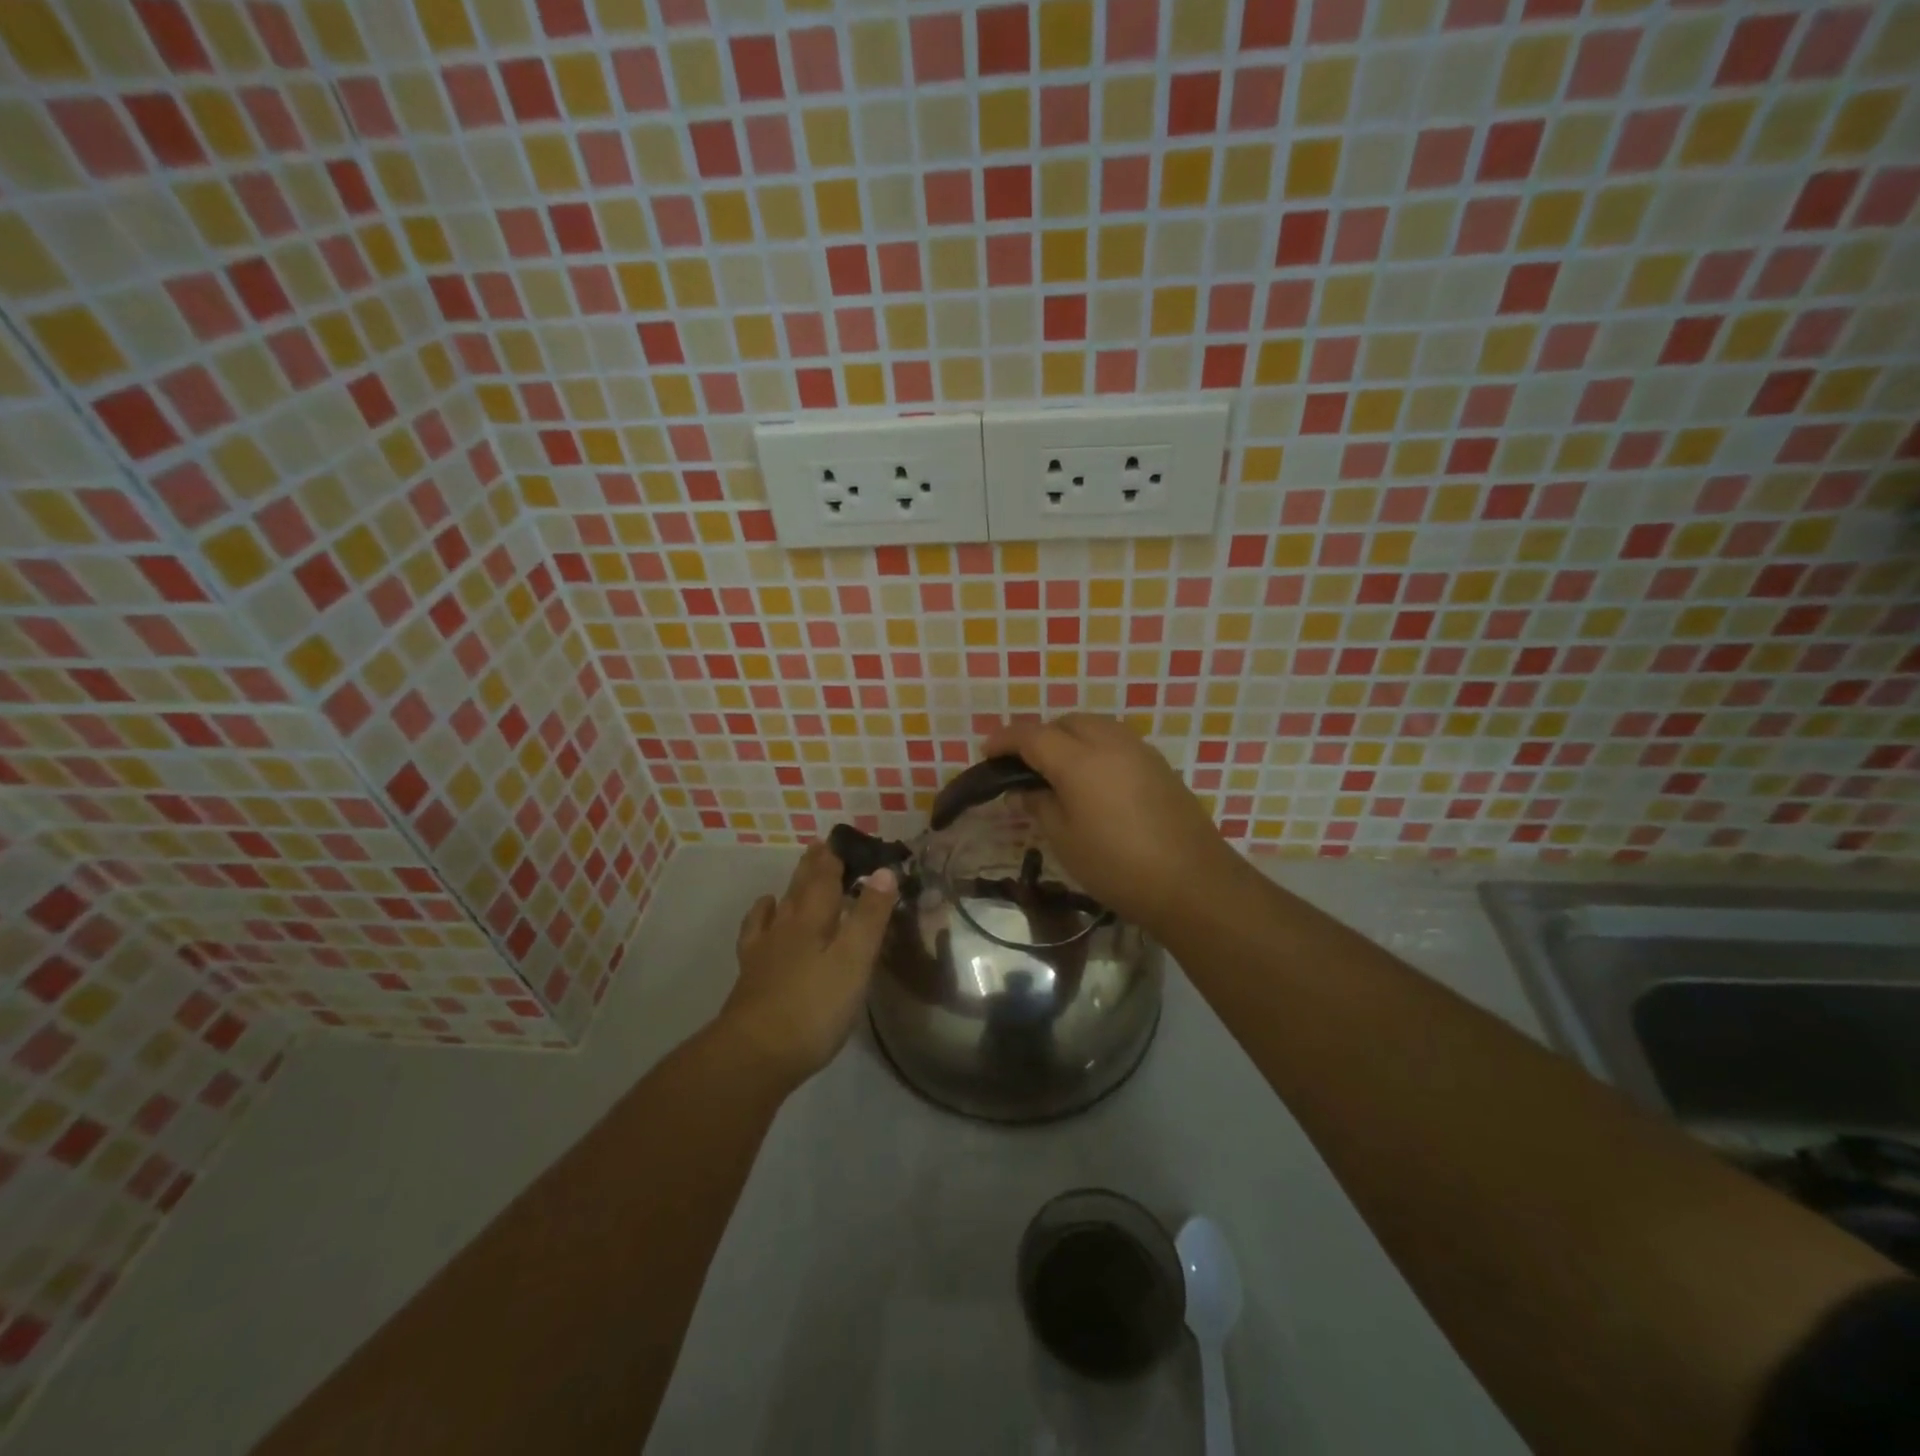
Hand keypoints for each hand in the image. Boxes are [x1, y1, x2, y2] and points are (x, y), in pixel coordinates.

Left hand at [721, 843, 899, 1086]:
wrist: (754, 1054)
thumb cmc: (814, 1007)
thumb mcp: (854, 960)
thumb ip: (869, 916)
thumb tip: (883, 871)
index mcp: (813, 919)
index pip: (825, 878)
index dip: (835, 858)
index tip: (842, 839)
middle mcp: (786, 926)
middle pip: (800, 888)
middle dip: (813, 866)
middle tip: (820, 847)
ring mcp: (764, 951)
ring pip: (778, 908)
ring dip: (790, 888)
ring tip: (796, 877)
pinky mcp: (751, 975)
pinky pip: (755, 934)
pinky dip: (761, 919)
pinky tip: (763, 922)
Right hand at [984, 714, 1243, 936]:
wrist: (1192, 882)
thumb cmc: (1116, 865)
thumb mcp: (1065, 840)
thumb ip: (1039, 805)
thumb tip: (1022, 791)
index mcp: (1079, 760)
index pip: (1032, 736)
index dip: (1005, 740)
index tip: (986, 751)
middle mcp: (1110, 743)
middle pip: (1066, 722)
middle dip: (1039, 735)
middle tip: (1022, 764)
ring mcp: (1139, 751)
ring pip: (1095, 727)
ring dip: (1069, 737)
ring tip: (1057, 769)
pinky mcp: (1160, 766)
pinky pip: (1117, 742)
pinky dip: (1095, 748)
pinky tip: (1093, 779)